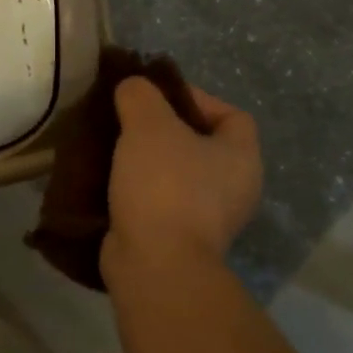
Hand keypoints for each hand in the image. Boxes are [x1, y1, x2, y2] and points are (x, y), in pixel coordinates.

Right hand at [101, 76, 261, 286]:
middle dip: (165, 130)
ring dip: (148, 161)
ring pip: (177, 174)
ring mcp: (209, 219)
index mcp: (242, 158)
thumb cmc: (164, 186)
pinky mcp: (180, 240)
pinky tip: (110, 179)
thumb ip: (140, 95)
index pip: (231, 115)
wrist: (155, 265)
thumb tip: (133, 87)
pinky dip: (139, 189)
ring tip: (114, 147)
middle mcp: (235, 189)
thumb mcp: (149, 125)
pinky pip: (160, 201)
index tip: (157, 98)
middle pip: (201, 145)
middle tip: (130, 121)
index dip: (197, 98)